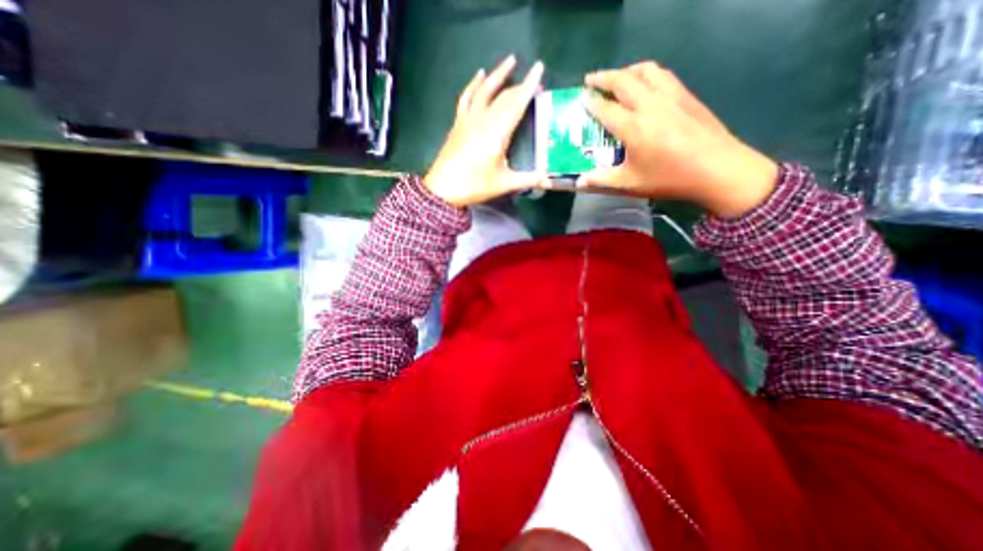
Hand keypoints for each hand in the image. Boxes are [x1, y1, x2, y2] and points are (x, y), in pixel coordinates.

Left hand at [421, 55, 549, 206]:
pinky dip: (474, 85)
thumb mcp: (504, 184)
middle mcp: (483, 120)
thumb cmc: (475, 186)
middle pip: (504, 96)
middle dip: (520, 86)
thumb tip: (549, 180)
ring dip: (498, 74)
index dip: (529, 86)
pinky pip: (467, 98)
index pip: (516, 104)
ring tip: (510, 61)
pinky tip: (479, 75)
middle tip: (534, 81)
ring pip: (485, 90)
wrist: (443, 189)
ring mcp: (468, 119)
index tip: (539, 68)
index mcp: (497, 133)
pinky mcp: (458, 123)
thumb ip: (528, 180)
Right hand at [577, 62, 778, 216]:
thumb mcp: (631, 183)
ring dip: (626, 71)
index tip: (580, 99)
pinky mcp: (686, 95)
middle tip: (590, 81)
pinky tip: (645, 85)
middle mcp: (650, 105)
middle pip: (623, 80)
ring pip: (645, 71)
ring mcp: (670, 96)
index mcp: (633, 127)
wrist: (717, 168)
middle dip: (603, 78)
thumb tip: (579, 182)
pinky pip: (662, 74)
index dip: (590, 103)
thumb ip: (602, 180)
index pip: (605, 108)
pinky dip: (646, 74)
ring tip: (616, 79)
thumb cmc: (669, 178)